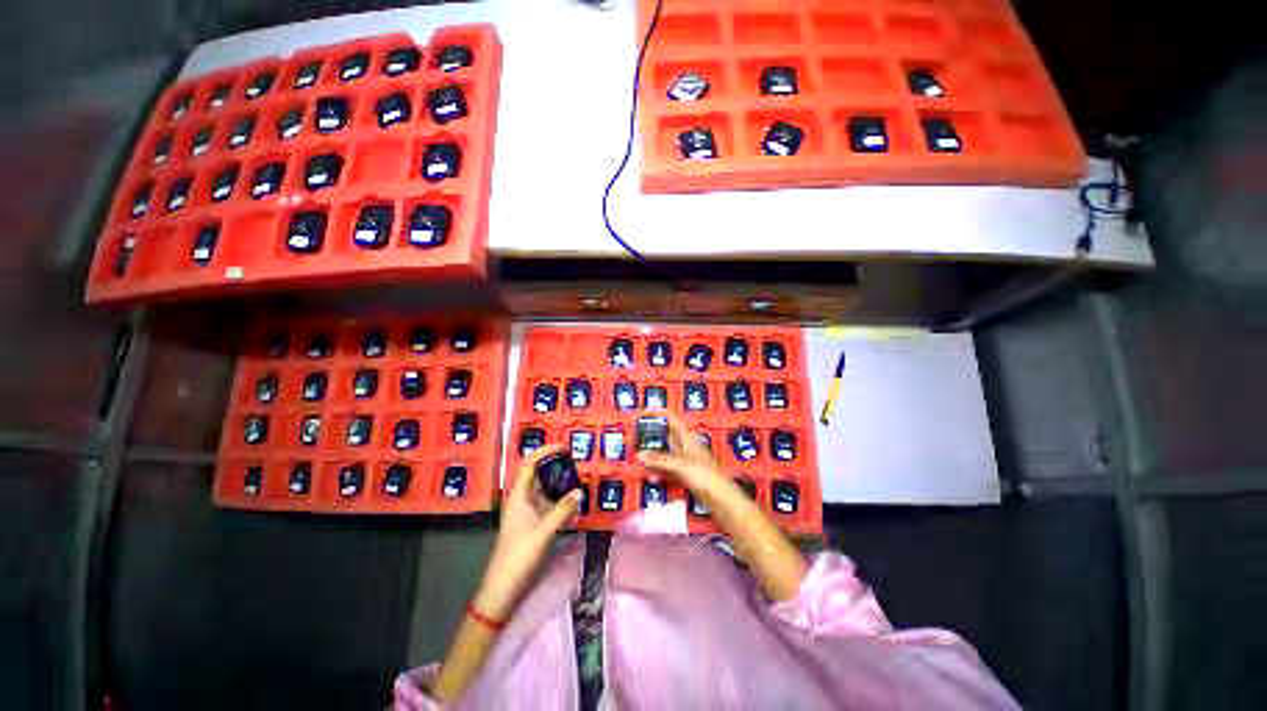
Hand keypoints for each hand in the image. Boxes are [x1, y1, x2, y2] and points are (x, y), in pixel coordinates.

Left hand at [473, 444, 581, 620]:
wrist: (503, 589)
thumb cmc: (518, 555)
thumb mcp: (543, 531)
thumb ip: (563, 510)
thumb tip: (580, 491)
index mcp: (519, 496)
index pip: (530, 464)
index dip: (544, 452)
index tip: (563, 447)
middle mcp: (523, 500)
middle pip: (539, 476)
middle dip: (557, 469)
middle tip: (577, 466)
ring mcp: (528, 514)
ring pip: (547, 493)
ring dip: (562, 488)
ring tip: (580, 483)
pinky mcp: (534, 526)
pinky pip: (550, 508)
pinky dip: (562, 505)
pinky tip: (575, 508)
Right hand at [637, 412, 724, 492]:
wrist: (720, 497)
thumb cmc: (703, 474)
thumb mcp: (680, 464)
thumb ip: (659, 459)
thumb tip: (639, 455)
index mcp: (685, 435)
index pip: (669, 417)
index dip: (654, 413)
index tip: (639, 414)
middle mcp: (683, 444)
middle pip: (663, 434)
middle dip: (649, 436)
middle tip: (633, 439)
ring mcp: (682, 458)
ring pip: (663, 451)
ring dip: (651, 454)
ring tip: (637, 458)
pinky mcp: (682, 472)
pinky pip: (665, 467)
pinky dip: (657, 470)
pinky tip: (651, 477)